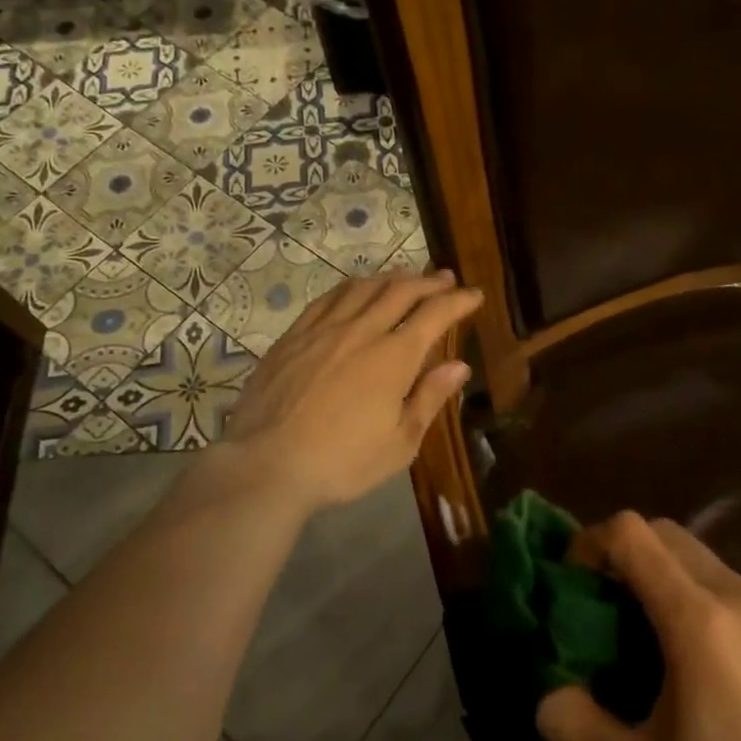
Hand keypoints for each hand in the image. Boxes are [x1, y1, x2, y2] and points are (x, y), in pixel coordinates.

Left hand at [219, 270, 482, 512]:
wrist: (266, 465)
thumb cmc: (342, 462)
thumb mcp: (399, 444)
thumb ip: (429, 399)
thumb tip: (459, 365)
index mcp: (394, 357)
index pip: (435, 315)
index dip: (458, 301)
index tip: (474, 295)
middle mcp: (362, 331)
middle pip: (400, 291)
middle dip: (428, 281)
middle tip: (444, 277)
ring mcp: (324, 329)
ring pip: (363, 287)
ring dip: (391, 277)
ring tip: (405, 276)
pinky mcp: (294, 335)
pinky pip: (328, 298)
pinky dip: (351, 287)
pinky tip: (355, 290)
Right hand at [538, 514, 740, 740]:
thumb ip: (574, 723)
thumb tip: (547, 691)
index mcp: (700, 621)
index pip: (632, 534)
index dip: (591, 542)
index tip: (573, 583)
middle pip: (666, 534)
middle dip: (623, 554)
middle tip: (602, 606)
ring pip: (700, 558)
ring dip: (661, 575)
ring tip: (647, 637)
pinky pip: (732, 586)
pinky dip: (698, 596)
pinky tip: (699, 661)